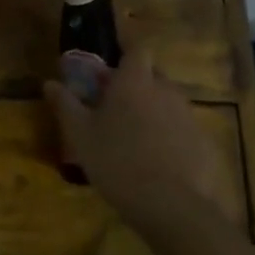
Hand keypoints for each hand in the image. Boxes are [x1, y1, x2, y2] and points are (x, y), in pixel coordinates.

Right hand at [44, 46, 226, 239]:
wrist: (172, 207)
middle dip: (136, 83)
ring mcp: (189, 117)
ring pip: (168, 102)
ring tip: (134, 136)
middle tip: (115, 103)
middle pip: (152, 75)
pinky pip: (183, 129)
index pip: (136, 48)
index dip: (126, 47)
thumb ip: (65, 105)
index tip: (114, 54)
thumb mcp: (80, 135)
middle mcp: (166, 90)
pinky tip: (158, 161)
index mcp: (134, 82)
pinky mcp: (204, 143)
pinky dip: (170, 136)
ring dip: (153, 110)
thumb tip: (50, 83)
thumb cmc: (116, 161)